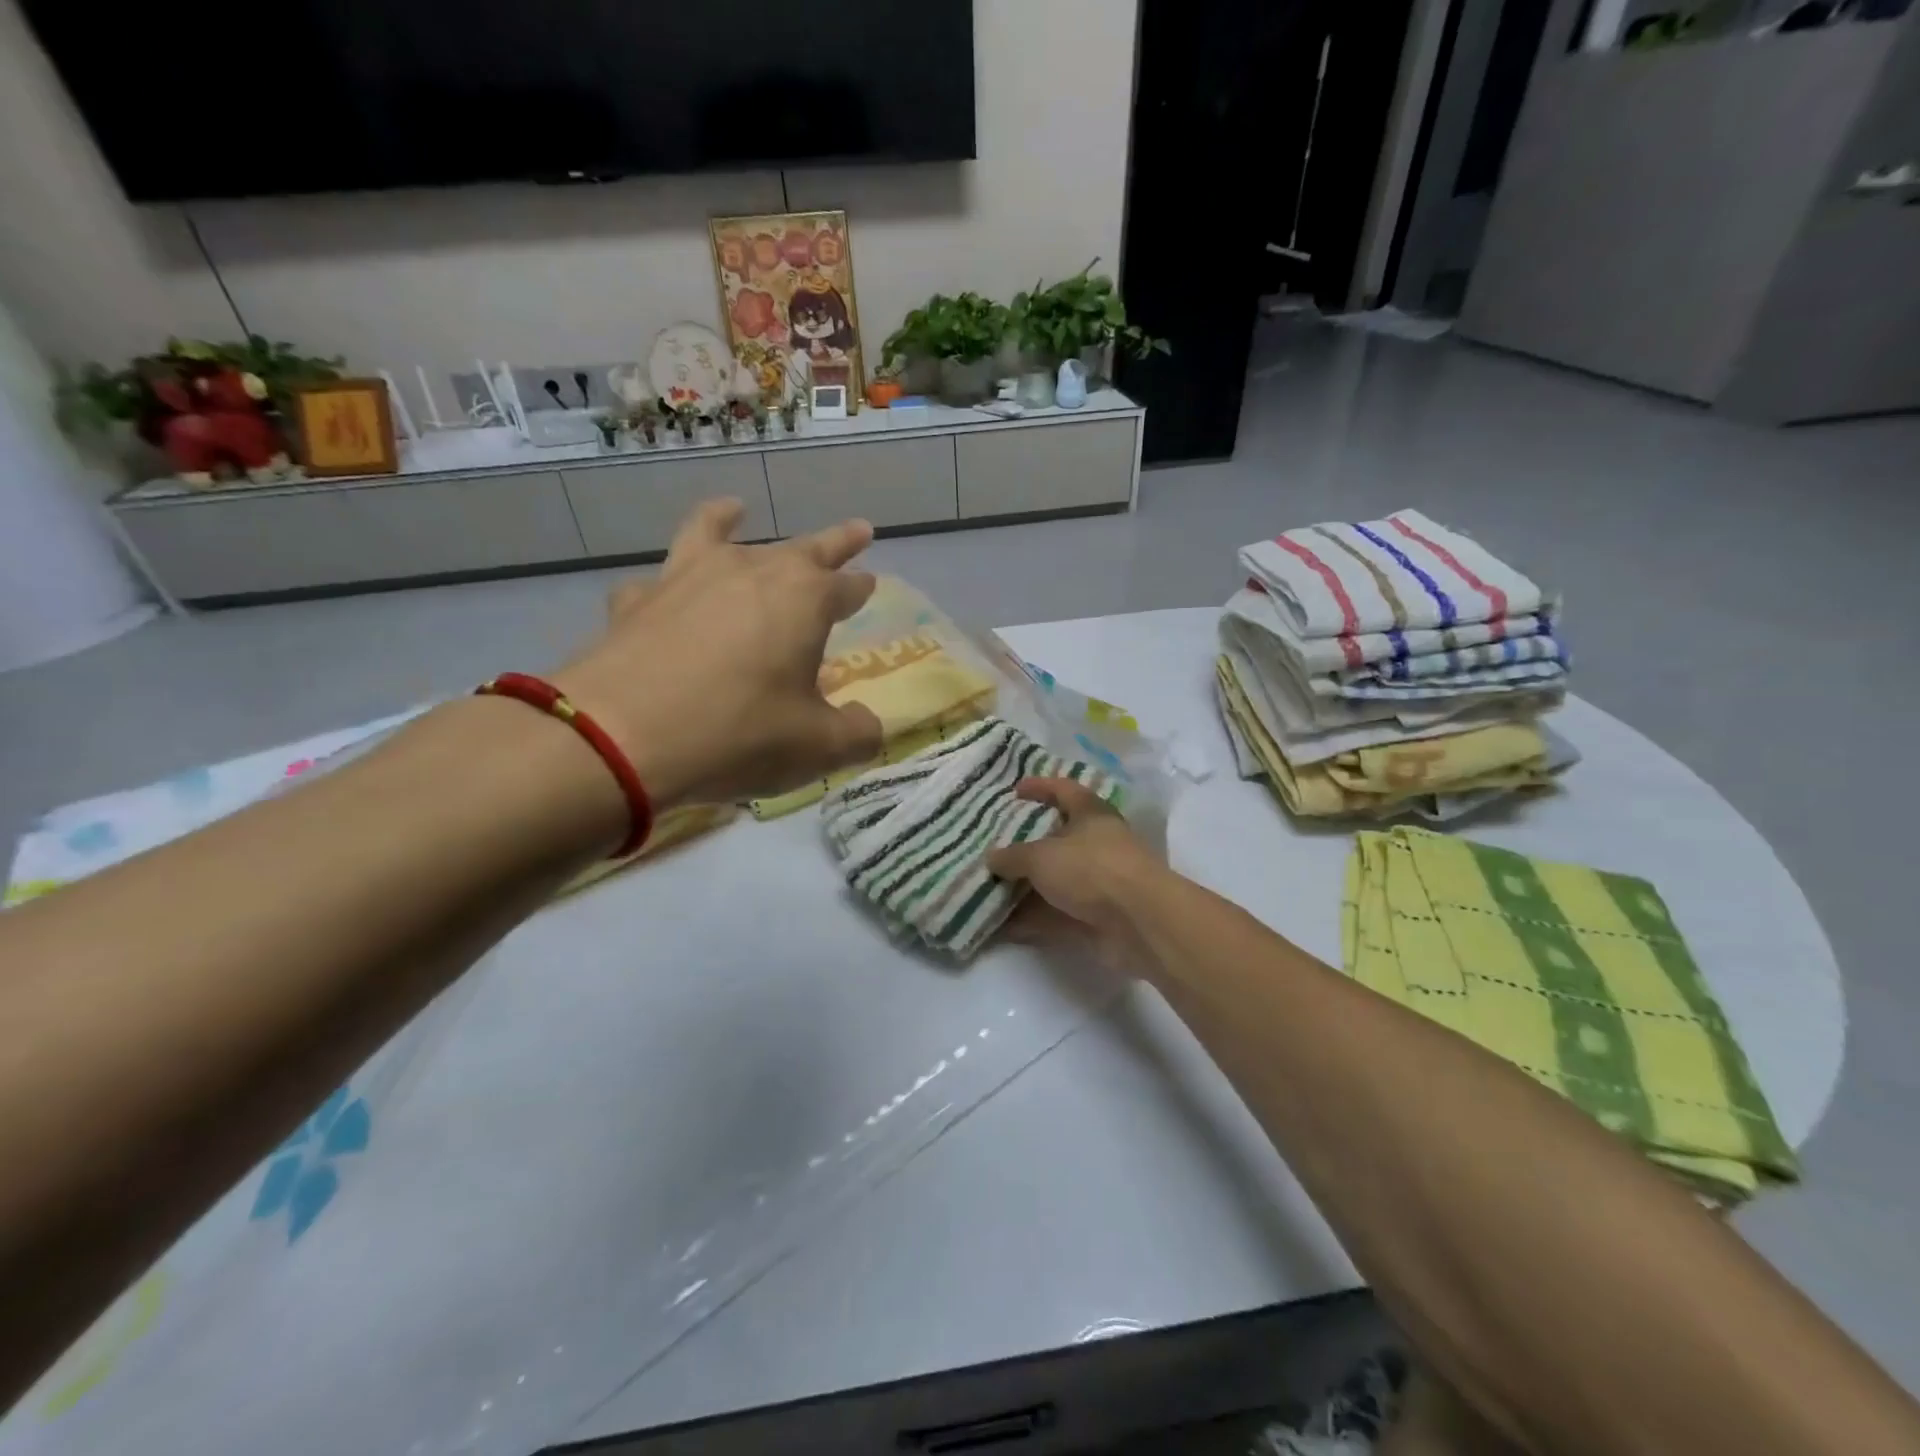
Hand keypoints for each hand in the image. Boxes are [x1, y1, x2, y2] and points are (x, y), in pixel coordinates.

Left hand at [554, 498, 882, 807]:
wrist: (620, 736)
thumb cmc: (738, 733)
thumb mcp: (817, 747)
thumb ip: (856, 734)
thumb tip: (870, 726)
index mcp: (804, 598)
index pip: (846, 586)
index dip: (861, 587)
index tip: (870, 582)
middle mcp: (749, 571)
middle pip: (802, 548)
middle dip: (834, 542)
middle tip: (856, 531)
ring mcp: (687, 578)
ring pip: (715, 533)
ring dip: (730, 519)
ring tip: (735, 507)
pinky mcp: (636, 599)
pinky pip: (659, 579)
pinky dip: (669, 580)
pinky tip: (665, 591)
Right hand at [986, 777, 1165, 973]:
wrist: (1141, 923)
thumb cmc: (1091, 870)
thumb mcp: (1042, 856)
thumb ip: (1013, 856)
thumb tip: (992, 858)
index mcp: (1091, 814)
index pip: (1064, 789)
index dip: (1040, 786)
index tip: (1015, 790)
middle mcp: (1098, 844)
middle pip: (1058, 838)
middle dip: (1027, 845)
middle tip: (995, 847)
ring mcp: (1100, 883)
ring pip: (1057, 880)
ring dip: (1026, 887)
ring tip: (989, 890)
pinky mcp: (1098, 917)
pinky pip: (1058, 914)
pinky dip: (1033, 919)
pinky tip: (1003, 926)